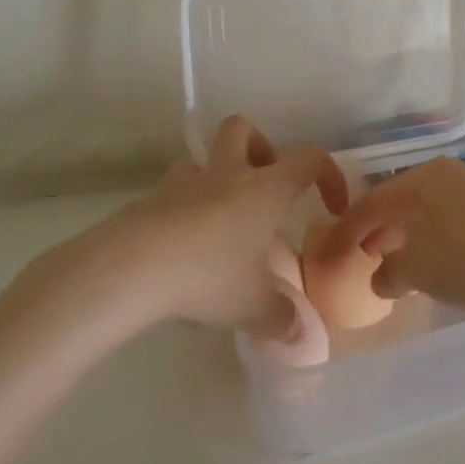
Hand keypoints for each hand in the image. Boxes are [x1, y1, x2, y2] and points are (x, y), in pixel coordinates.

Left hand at [98, 116, 348, 328]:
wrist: (133, 266)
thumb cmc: (209, 274)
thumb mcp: (254, 305)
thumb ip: (282, 318)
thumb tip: (300, 334)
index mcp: (265, 189)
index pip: (309, 159)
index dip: (328, 175)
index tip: (331, 206)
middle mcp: (227, 174)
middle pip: (242, 129)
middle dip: (259, 147)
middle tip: (264, 187)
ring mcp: (184, 183)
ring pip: (201, 158)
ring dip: (214, 176)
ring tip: (219, 218)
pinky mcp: (150, 200)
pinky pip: (172, 191)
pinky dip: (183, 207)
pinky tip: (183, 243)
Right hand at [323, 158, 464, 314]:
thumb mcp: (419, 269)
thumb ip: (390, 273)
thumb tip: (381, 278)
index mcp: (424, 178)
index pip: (373, 201)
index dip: (347, 230)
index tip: (328, 254)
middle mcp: (450, 178)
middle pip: (403, 202)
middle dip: (380, 229)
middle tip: (363, 255)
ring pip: (430, 216)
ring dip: (409, 240)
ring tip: (397, 266)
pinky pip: (455, 229)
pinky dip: (437, 247)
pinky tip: (438, 271)